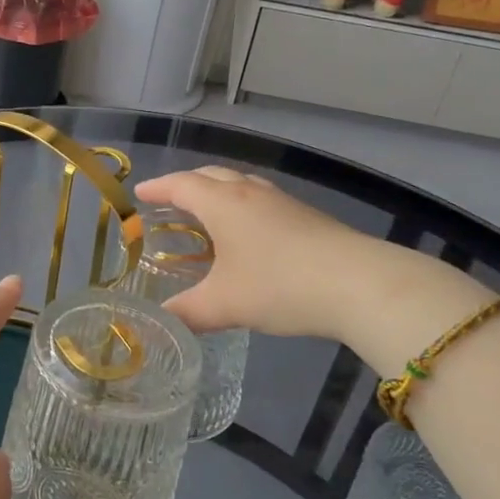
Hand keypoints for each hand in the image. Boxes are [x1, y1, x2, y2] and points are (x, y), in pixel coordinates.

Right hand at [133, 167, 354, 336]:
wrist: (359, 284)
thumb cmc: (279, 285)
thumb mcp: (224, 305)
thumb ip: (187, 313)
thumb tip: (160, 323)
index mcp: (223, 204)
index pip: (181, 185)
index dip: (158, 187)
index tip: (140, 194)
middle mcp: (250, 193)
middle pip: (211, 176)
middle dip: (186, 184)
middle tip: (170, 200)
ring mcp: (282, 202)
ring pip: (240, 185)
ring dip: (218, 192)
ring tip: (208, 213)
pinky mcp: (307, 217)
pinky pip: (261, 200)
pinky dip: (243, 206)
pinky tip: (250, 234)